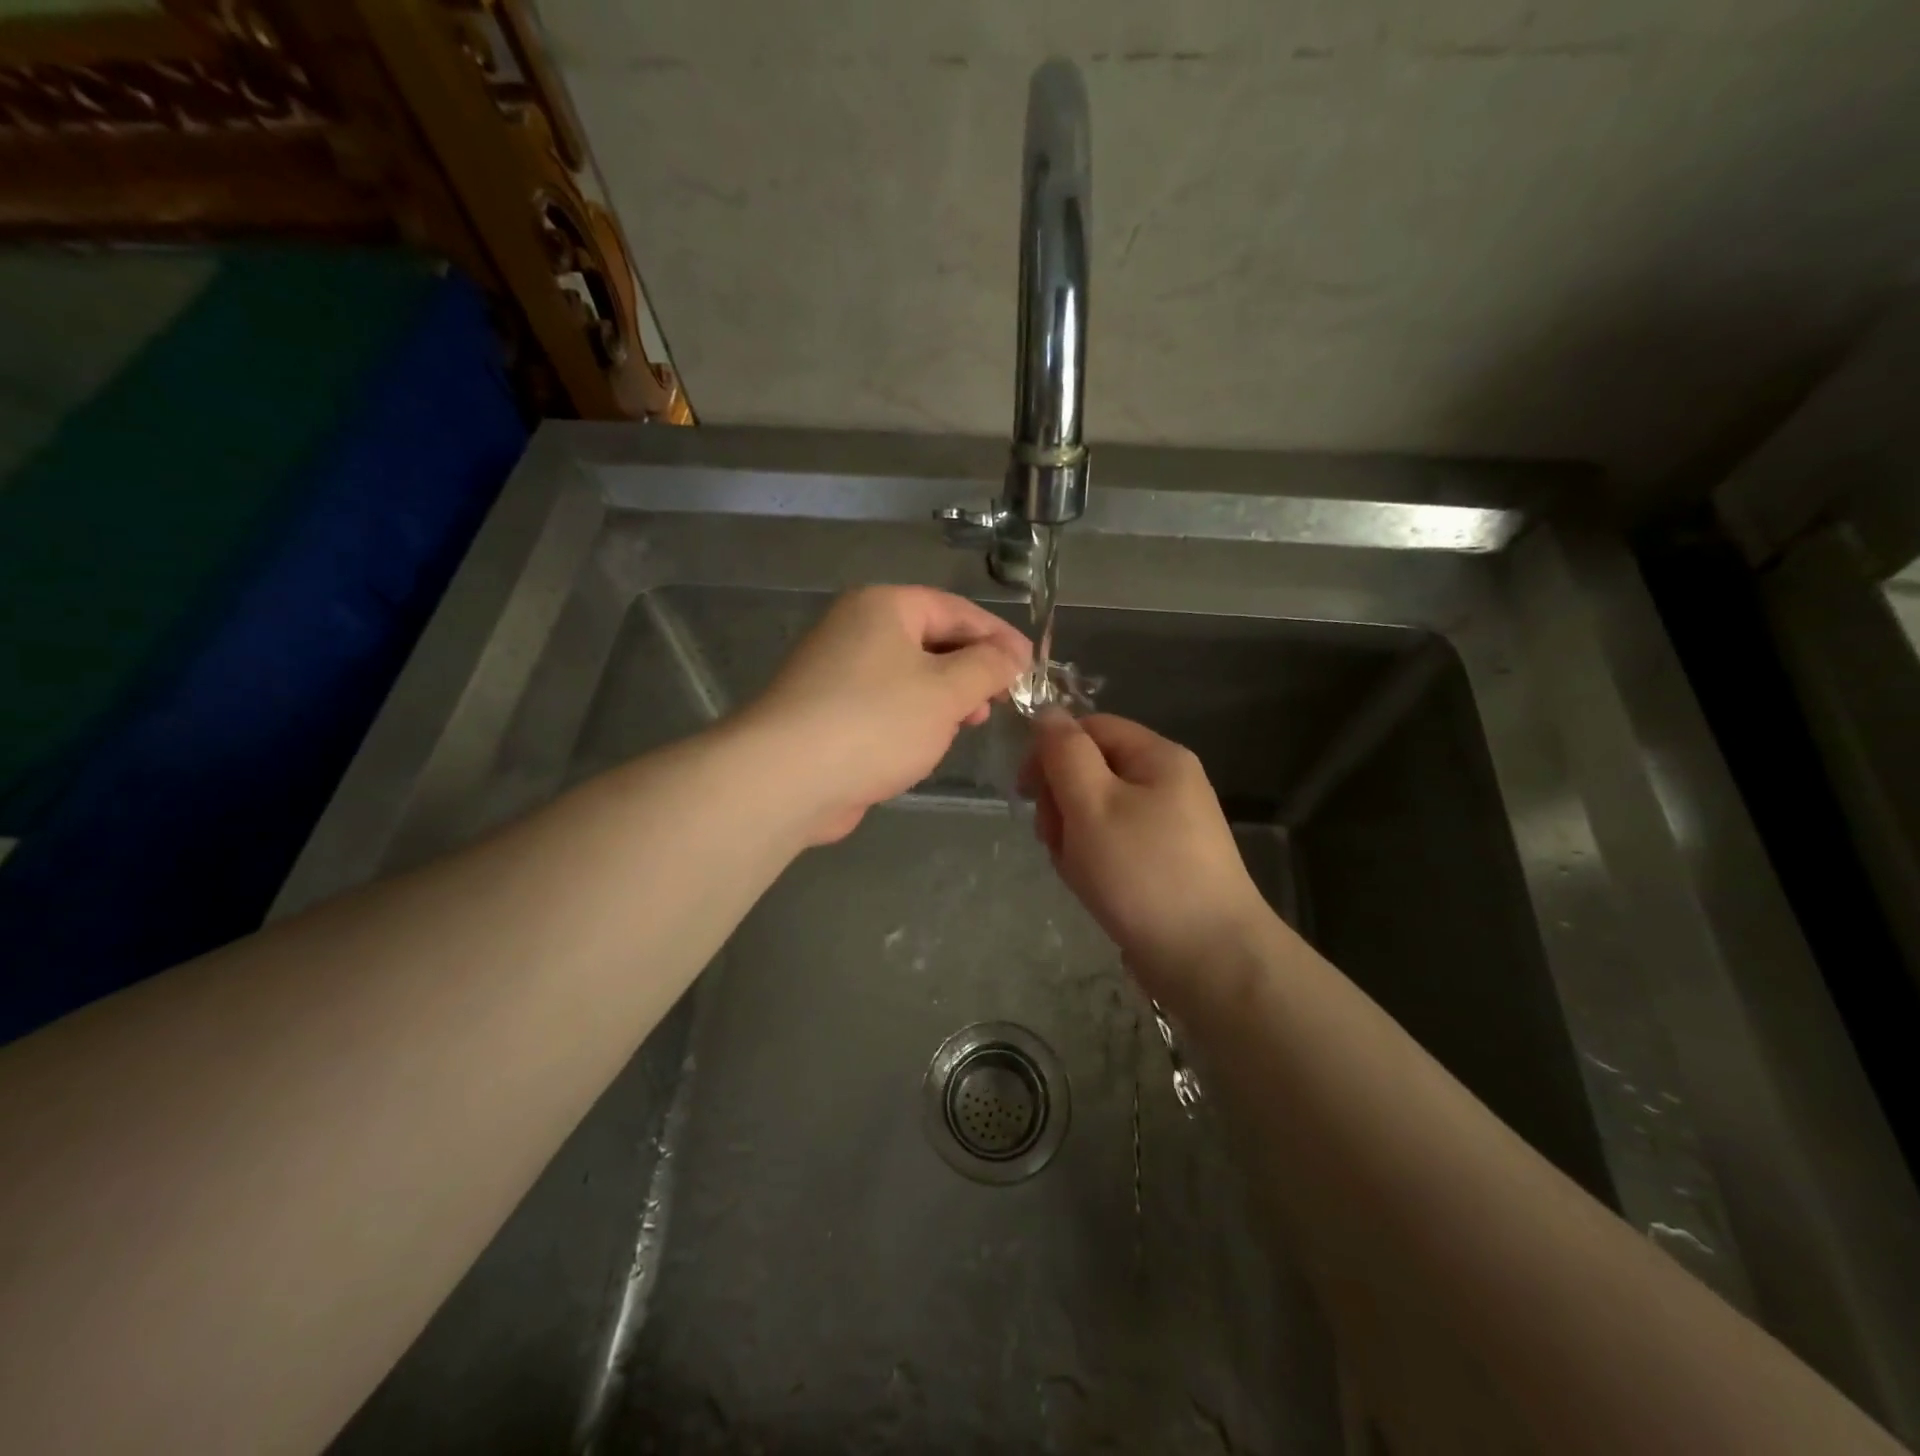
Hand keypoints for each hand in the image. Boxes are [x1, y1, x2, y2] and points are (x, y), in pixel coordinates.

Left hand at [742, 586, 1030, 843]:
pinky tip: (926, 745)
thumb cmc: (876, 722)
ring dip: (944, 699)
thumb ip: (988, 667)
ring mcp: (837, 671)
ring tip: (967, 725)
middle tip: (1000, 702)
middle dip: (971, 671)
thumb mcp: (946, 691)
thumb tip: (1012, 654)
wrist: (786, 778)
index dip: (999, 638)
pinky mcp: (828, 712)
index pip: (956, 610)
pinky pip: (885, 705)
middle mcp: (856, 628)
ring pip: (909, 676)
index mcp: (884, 607)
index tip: (1031, 669)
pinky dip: (912, 719)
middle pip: (932, 640)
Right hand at [1022, 711, 1271, 998]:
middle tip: (1054, 839)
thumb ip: (1065, 753)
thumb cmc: (1143, 872)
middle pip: (1092, 770)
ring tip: (1078, 871)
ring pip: (1098, 811)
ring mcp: (1169, 825)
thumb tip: (1047, 713)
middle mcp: (1168, 783)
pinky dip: (1095, 860)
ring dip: (1074, 836)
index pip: (1089, 728)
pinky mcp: (1165, 862)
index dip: (1050, 751)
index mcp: (1158, 756)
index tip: (1025, 791)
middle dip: (1062, 801)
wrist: (1209, 959)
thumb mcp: (1092, 803)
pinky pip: (1115, 844)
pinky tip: (1093, 887)